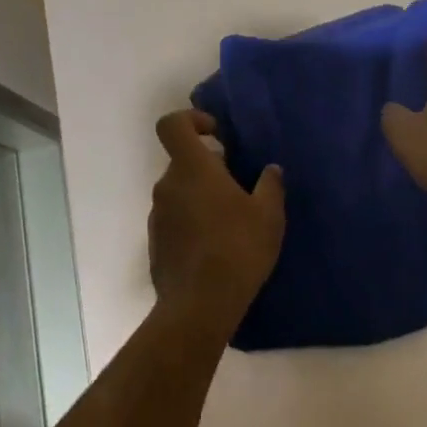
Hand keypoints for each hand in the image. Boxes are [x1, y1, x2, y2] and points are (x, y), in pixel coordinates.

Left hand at [148, 110, 285, 326]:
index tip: (216, 135)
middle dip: (208, 167)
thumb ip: (270, 186)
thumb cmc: (237, 249)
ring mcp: (157, 216)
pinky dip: (191, 223)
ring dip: (200, 197)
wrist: (198, 307)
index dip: (192, 120)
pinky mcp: (155, 244)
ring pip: (179, 192)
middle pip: (183, 161)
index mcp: (192, 168)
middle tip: (239, 188)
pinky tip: (215, 248)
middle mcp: (167, 185)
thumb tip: (271, 170)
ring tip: (231, 222)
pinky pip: (174, 220)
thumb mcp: (268, 215)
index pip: (172, 124)